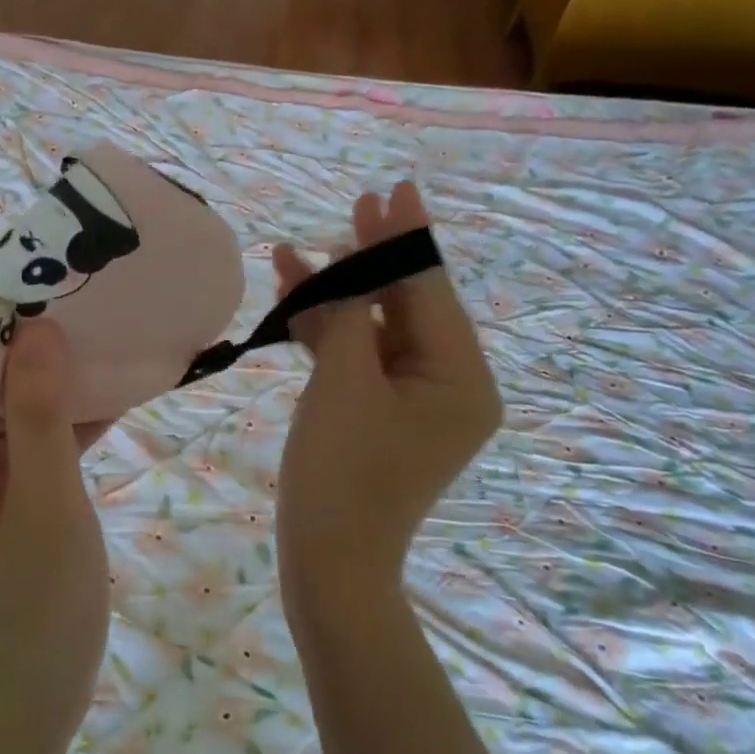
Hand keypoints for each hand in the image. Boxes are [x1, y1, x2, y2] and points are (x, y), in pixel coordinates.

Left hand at [0, 320, 111, 753]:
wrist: (31, 699)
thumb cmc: (33, 607)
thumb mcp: (45, 503)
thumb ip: (39, 413)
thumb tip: (39, 328)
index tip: (14, 340)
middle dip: (7, 346)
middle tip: (72, 337)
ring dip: (40, 377)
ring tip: (99, 357)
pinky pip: (17, 432)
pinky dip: (55, 415)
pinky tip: (111, 402)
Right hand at [272, 181, 501, 627]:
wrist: (328, 565)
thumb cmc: (341, 475)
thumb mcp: (343, 384)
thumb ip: (348, 316)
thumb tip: (346, 270)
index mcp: (461, 377)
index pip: (430, 291)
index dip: (406, 238)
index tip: (396, 188)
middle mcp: (450, 384)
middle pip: (408, 304)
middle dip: (374, 258)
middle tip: (358, 204)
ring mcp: (414, 400)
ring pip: (376, 328)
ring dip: (337, 294)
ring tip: (298, 252)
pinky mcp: (380, 413)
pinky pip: (359, 358)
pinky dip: (328, 331)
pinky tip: (293, 298)